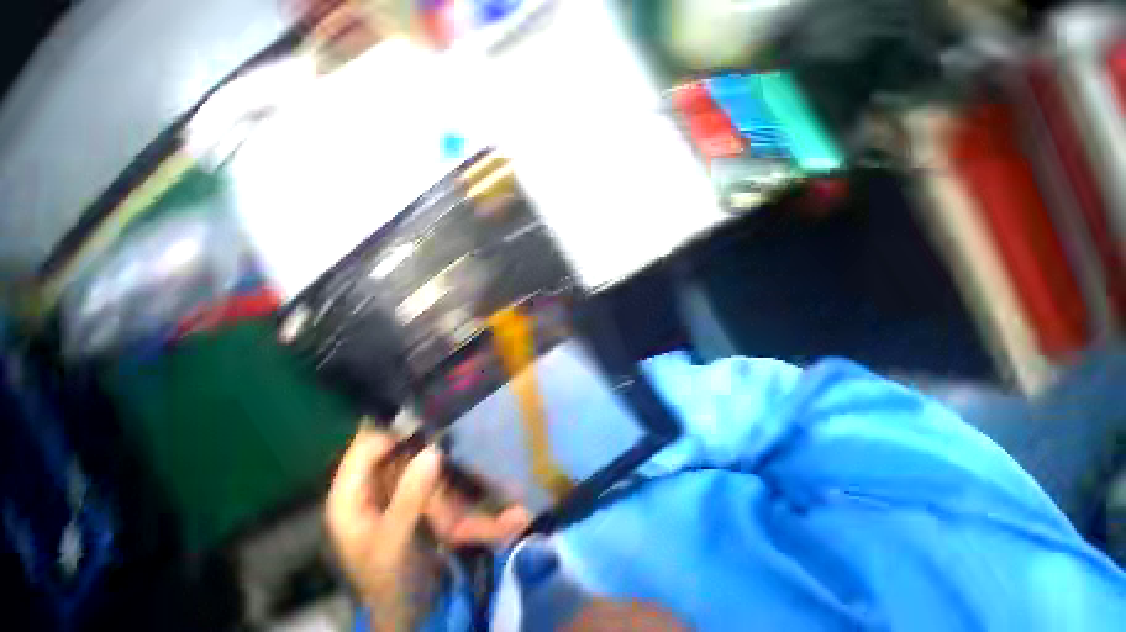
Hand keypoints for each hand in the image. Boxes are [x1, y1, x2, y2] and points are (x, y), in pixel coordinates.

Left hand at [326, 427, 528, 628]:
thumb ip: (409, 498)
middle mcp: (371, 484)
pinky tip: (461, 451)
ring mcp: (396, 487)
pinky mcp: (416, 492)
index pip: (366, 443)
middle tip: (450, 416)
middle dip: (422, 433)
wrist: (410, 611)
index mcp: (349, 494)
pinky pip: (430, 468)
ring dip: (437, 446)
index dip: (394, 424)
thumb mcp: (393, 544)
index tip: (429, 408)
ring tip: (459, 428)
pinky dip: (446, 462)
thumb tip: (432, 451)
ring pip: (415, 453)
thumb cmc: (390, 581)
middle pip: (394, 444)